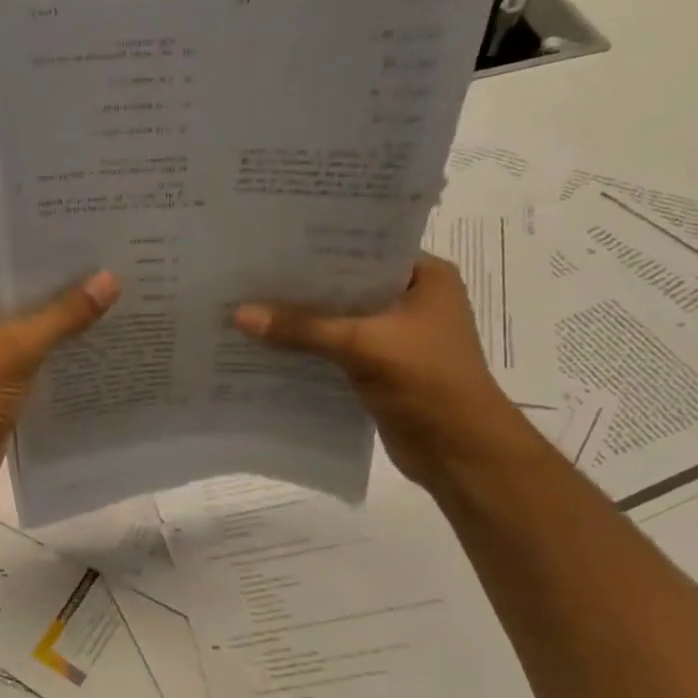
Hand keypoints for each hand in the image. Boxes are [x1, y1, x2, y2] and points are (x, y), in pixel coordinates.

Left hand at [0, 271, 120, 494]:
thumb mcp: (22, 345)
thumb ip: (65, 314)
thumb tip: (111, 279)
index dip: (36, 260)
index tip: (78, 248)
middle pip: (14, 303)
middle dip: (52, 294)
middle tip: (100, 273)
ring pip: (22, 334)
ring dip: (53, 327)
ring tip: (101, 304)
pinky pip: (26, 361)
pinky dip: (49, 356)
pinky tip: (85, 346)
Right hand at [232, 253, 535, 487]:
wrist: (460, 452)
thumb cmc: (427, 382)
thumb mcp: (362, 345)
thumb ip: (301, 328)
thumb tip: (238, 313)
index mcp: (425, 278)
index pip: (364, 249)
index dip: (319, 248)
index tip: (271, 246)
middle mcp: (411, 301)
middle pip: (345, 287)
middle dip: (301, 288)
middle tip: (249, 276)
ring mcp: (395, 338)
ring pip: (337, 321)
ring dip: (300, 322)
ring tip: (248, 309)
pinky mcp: (379, 370)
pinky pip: (334, 351)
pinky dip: (307, 351)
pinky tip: (266, 348)